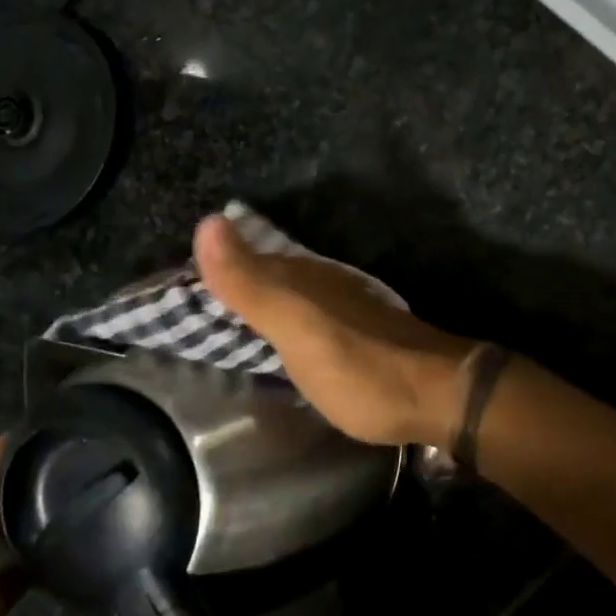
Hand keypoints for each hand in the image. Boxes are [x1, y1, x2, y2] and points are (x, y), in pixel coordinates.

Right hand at [194, 214, 474, 447]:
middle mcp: (324, 285)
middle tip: (194, 302)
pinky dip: (287, 326)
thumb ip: (252, 284)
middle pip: (267, 277)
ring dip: (261, 304)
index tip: (175, 281)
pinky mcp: (361, 337)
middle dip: (234, 283)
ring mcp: (346, 310)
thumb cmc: (361, 368)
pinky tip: (284, 340)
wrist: (440, 395)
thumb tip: (207, 220)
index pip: (245, 260)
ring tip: (229, 320)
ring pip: (290, 297)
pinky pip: (310, 320)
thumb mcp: (297, 329)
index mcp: (302, 278)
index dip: (211, 268)